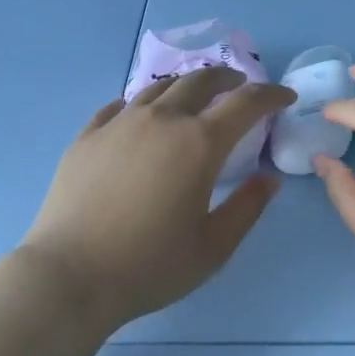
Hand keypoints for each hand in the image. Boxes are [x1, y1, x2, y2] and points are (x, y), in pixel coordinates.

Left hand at [18, 67, 293, 332]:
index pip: (246, 103)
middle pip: (200, 81)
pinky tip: (139, 117)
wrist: (69, 276)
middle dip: (227, 79)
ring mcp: (120, 122)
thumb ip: (247, 208)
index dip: (271, 95)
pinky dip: (141, 104)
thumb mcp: (213, 247)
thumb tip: (268, 179)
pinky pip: (119, 106)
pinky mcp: (88, 134)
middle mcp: (162, 119)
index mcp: (199, 143)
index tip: (285, 97)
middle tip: (239, 86)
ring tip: (192, 97)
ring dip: (185, 86)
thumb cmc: (149, 266)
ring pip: (159, 87)